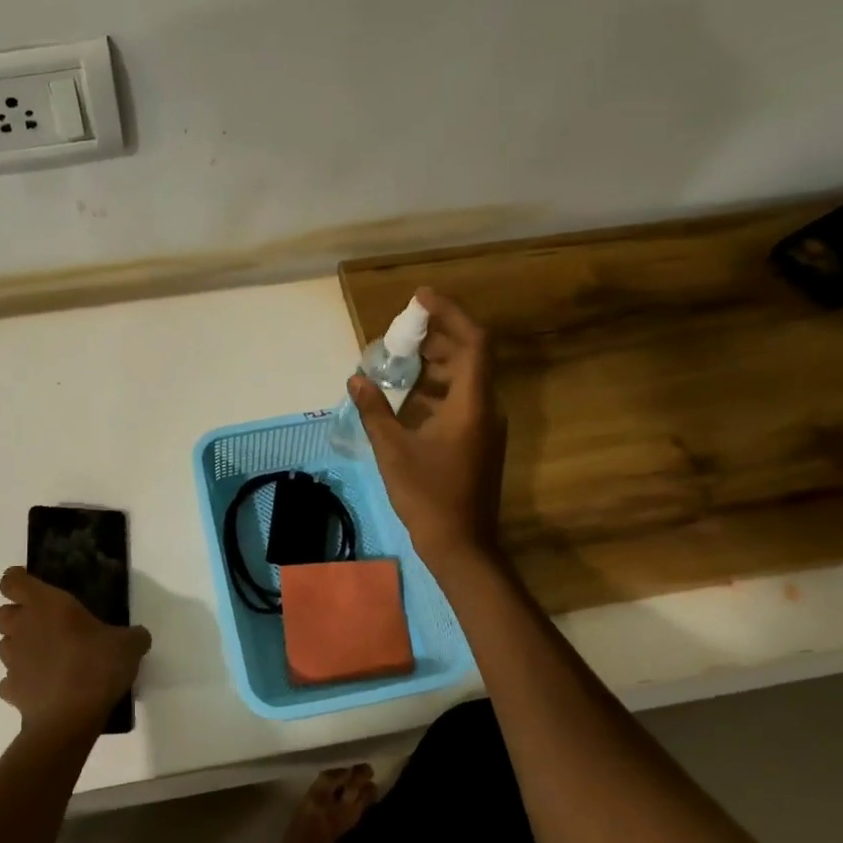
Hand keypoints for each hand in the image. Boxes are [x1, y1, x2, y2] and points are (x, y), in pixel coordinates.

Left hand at [0, 568, 151, 737]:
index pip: (12, 581)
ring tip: (46, 658)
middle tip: (44, 624)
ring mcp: (12, 661)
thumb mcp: (129, 645)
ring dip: (20, 648)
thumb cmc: (97, 666)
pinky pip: (9, 681)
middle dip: (17, 616)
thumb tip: (138, 636)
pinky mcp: (10, 691)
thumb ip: (132, 636)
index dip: (18, 581)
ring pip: (4, 646)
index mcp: (46, 604)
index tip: (33, 587)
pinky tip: (42, 687)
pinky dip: (21, 681)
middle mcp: (23, 628)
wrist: (70, 718)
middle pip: (2, 613)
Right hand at [349, 286, 505, 563]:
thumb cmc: (428, 495)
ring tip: (398, 359)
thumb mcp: (393, 450)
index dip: (449, 313)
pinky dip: (436, 389)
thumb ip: (374, 410)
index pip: (473, 341)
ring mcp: (485, 425)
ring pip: (464, 378)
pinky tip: (406, 398)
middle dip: (437, 336)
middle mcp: (486, 408)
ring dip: (435, 363)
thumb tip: (356, 378)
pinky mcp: (478, 440)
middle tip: (401, 330)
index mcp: (472, 404)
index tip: (419, 298)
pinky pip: (460, 399)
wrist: (461, 544)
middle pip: (469, 355)